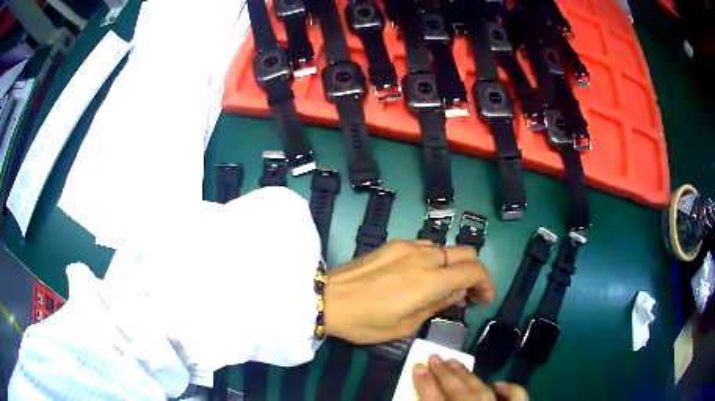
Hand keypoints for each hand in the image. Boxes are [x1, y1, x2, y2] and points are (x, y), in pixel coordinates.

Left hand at [324, 239, 493, 343]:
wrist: (327, 298)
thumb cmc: (365, 321)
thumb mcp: (405, 325)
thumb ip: (437, 305)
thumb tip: (459, 293)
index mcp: (429, 280)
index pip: (474, 270)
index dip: (486, 283)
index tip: (483, 299)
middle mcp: (424, 256)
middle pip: (466, 252)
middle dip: (474, 272)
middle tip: (467, 294)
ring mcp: (407, 246)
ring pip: (445, 248)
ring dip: (453, 265)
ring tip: (443, 287)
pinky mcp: (393, 244)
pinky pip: (425, 246)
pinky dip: (434, 259)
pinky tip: (422, 276)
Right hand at [413, 355, 528, 400]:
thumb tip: (425, 390)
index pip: (433, 400)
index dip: (423, 383)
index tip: (416, 366)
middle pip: (458, 392)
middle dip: (444, 373)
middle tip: (434, 357)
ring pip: (482, 391)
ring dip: (467, 375)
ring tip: (454, 361)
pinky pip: (517, 397)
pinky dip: (509, 389)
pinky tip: (498, 383)